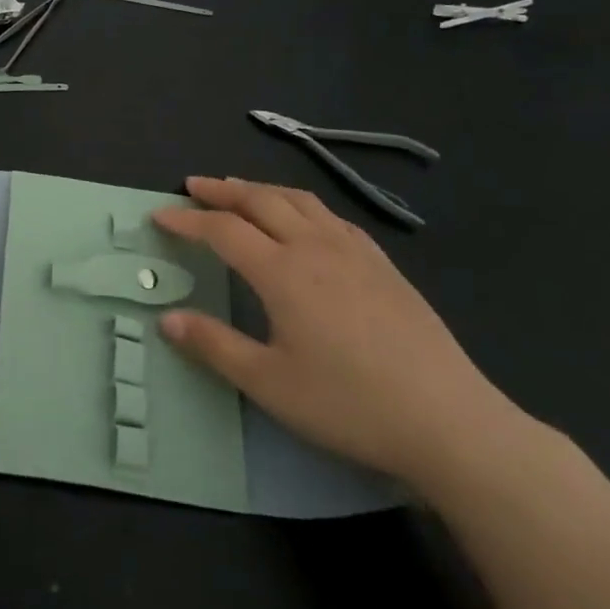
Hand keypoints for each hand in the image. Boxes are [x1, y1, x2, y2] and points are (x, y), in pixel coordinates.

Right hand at [153, 176, 530, 491]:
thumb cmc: (349, 404)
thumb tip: (167, 318)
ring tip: (240, 190)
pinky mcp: (385, 267)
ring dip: (262, 190)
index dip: (187, 220)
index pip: (223, 230)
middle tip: (193, 186)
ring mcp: (356, 253)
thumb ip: (214, 345)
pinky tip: (304, 221)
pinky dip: (302, 206)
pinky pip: (333, 218)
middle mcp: (316, 248)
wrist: (450, 422)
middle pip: (261, 201)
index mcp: (283, 272)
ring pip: (301, 201)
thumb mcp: (269, 383)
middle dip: (222, 189)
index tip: (159, 215)